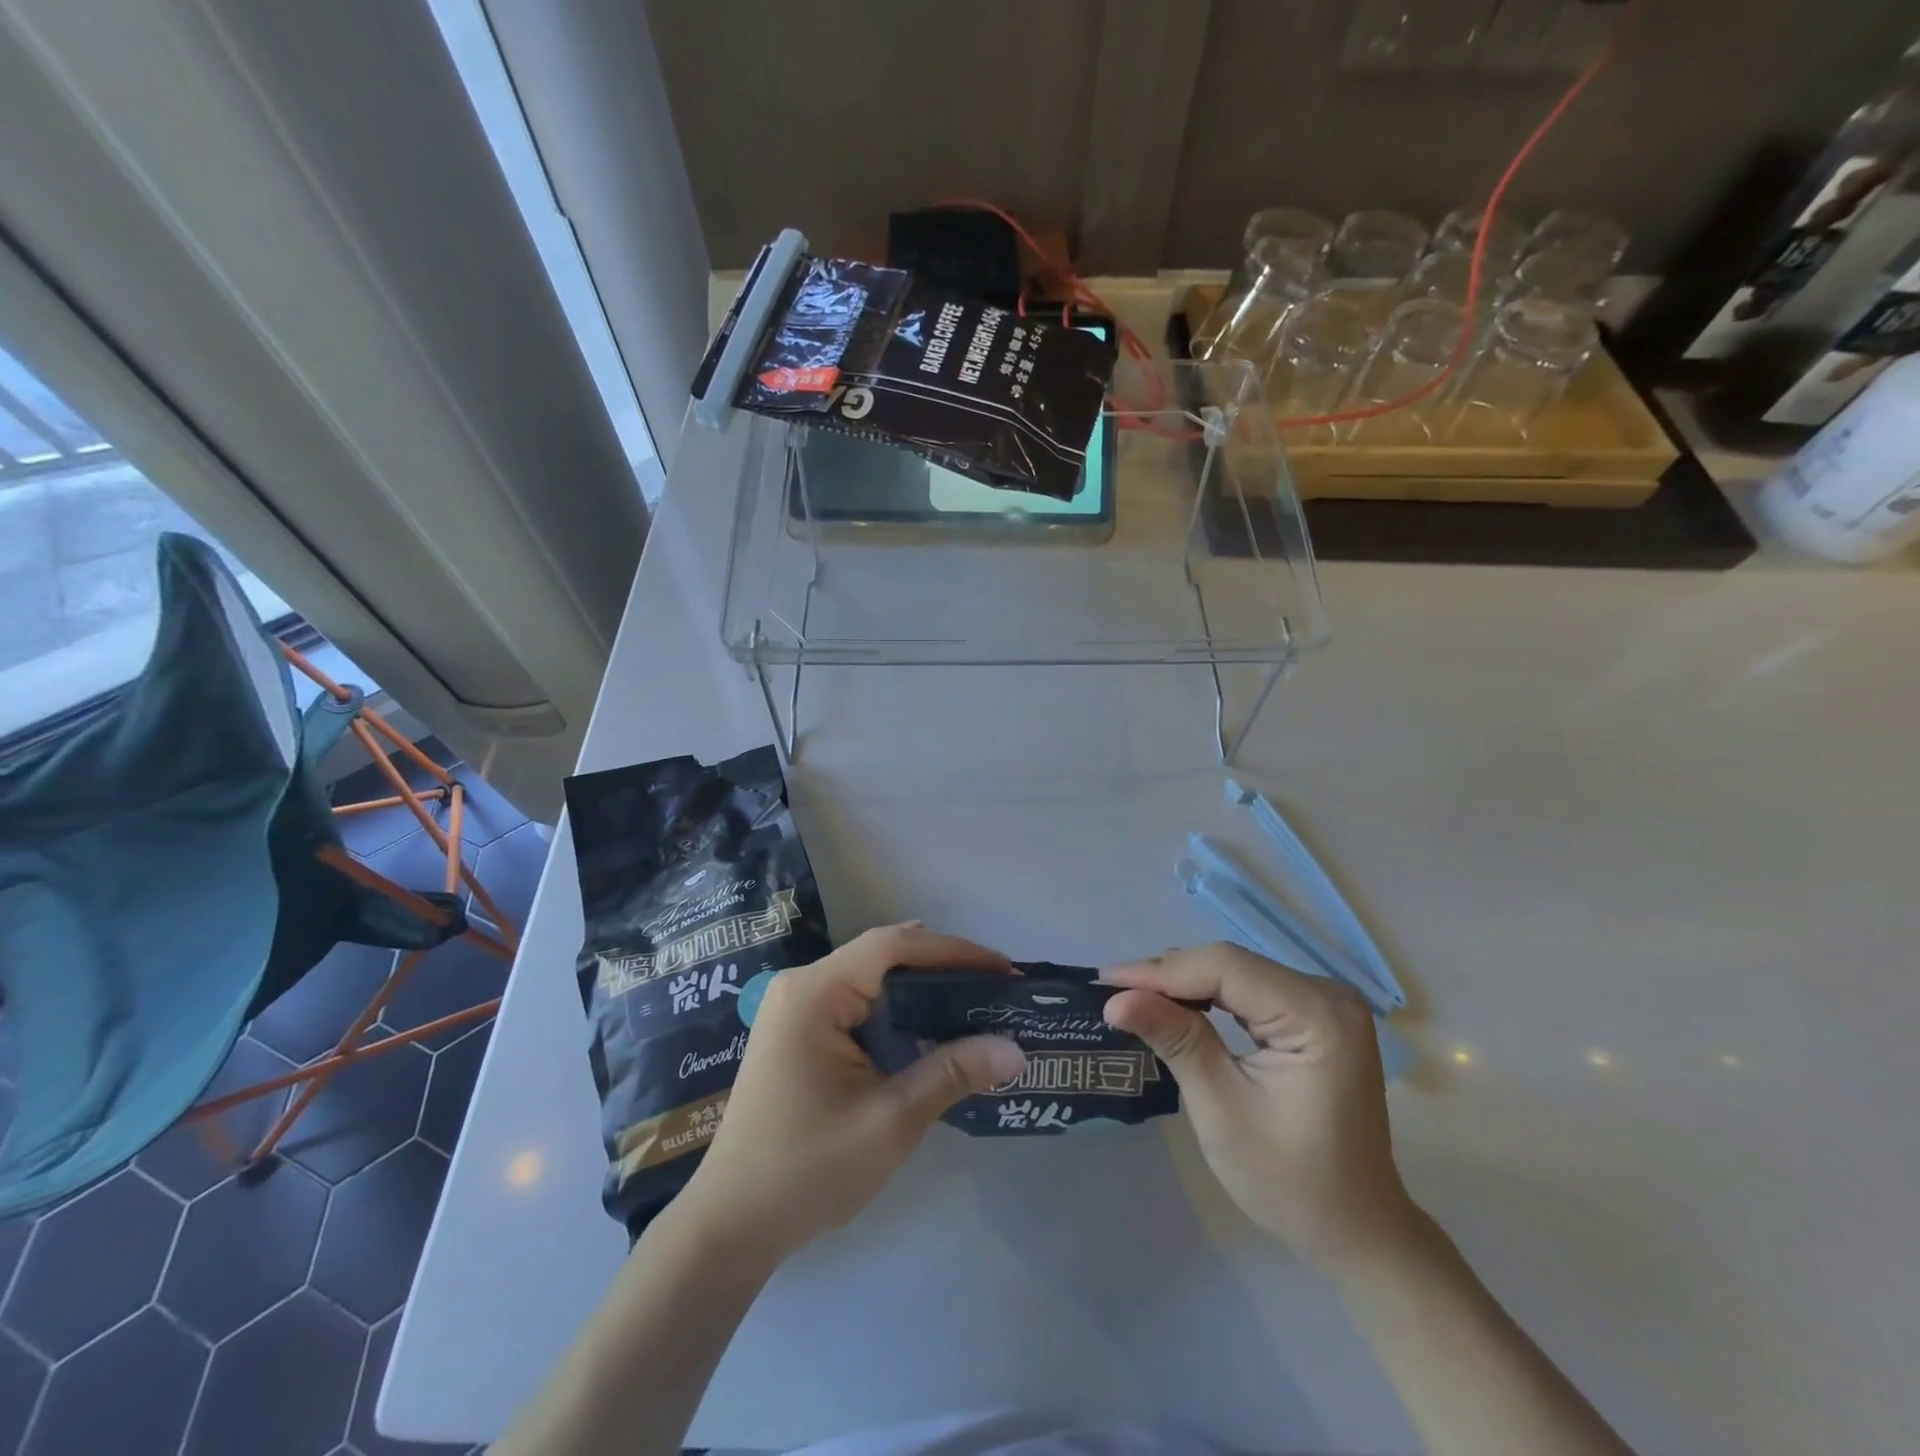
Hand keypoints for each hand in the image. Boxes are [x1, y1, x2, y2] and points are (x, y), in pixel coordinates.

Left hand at [673, 923, 1026, 1270]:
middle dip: (942, 968)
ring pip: (872, 979)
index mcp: (813, 993)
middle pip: (883, 957)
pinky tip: (929, 1028)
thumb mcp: (890, 1121)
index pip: (892, 947)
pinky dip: (897, 1011)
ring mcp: (796, 1009)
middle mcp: (801, 987)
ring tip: (975, 1004)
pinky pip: (858, 1004)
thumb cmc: (807, 1170)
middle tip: (996, 989)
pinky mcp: (799, 1033)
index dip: (952, 950)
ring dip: (921, 989)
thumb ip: (952, 1073)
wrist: (731, 1226)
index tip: (1002, 969)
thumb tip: (1015, 1048)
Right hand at [1102, 943, 1418, 1268]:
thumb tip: (1115, 999)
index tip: (1106, 981)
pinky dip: (1208, 996)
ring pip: (1236, 972)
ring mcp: (1324, 1003)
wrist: (1357, 1231)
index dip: (1161, 971)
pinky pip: (1249, 989)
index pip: (1225, 968)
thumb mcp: (1221, 1110)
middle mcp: (1327, 994)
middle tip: (1111, 988)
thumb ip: (1175, 1041)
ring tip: (1131, 993)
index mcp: (1318, 1015)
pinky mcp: (1314, 1015)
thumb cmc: (1291, 1182)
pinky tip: (1174, 1004)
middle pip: (1230, 965)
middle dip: (1168, 975)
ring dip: (1183, 983)